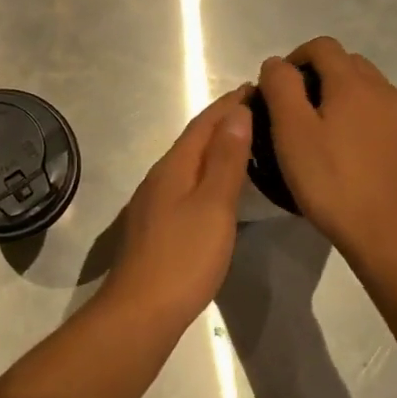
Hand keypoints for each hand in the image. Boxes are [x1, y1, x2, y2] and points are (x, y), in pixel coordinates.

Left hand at [98, 87, 252, 327]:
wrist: (140, 310)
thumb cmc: (184, 257)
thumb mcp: (213, 205)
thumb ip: (225, 160)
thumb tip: (236, 112)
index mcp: (174, 167)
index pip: (204, 124)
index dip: (228, 104)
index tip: (255, 86)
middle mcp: (159, 177)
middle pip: (193, 140)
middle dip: (222, 122)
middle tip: (256, 109)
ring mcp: (153, 203)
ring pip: (188, 163)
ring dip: (213, 148)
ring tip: (242, 143)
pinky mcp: (155, 226)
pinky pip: (185, 185)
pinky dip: (205, 174)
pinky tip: (216, 187)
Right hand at [257, 37, 396, 263]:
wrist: (391, 233)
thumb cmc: (332, 182)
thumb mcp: (292, 133)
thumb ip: (281, 88)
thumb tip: (277, 64)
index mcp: (353, 83)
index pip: (322, 46)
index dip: (296, 58)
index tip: (279, 88)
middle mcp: (385, 91)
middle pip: (349, 64)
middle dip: (320, 76)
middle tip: (298, 112)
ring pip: (371, 91)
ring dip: (346, 100)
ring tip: (326, 136)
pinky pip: (388, 119)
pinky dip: (367, 124)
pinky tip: (355, 157)